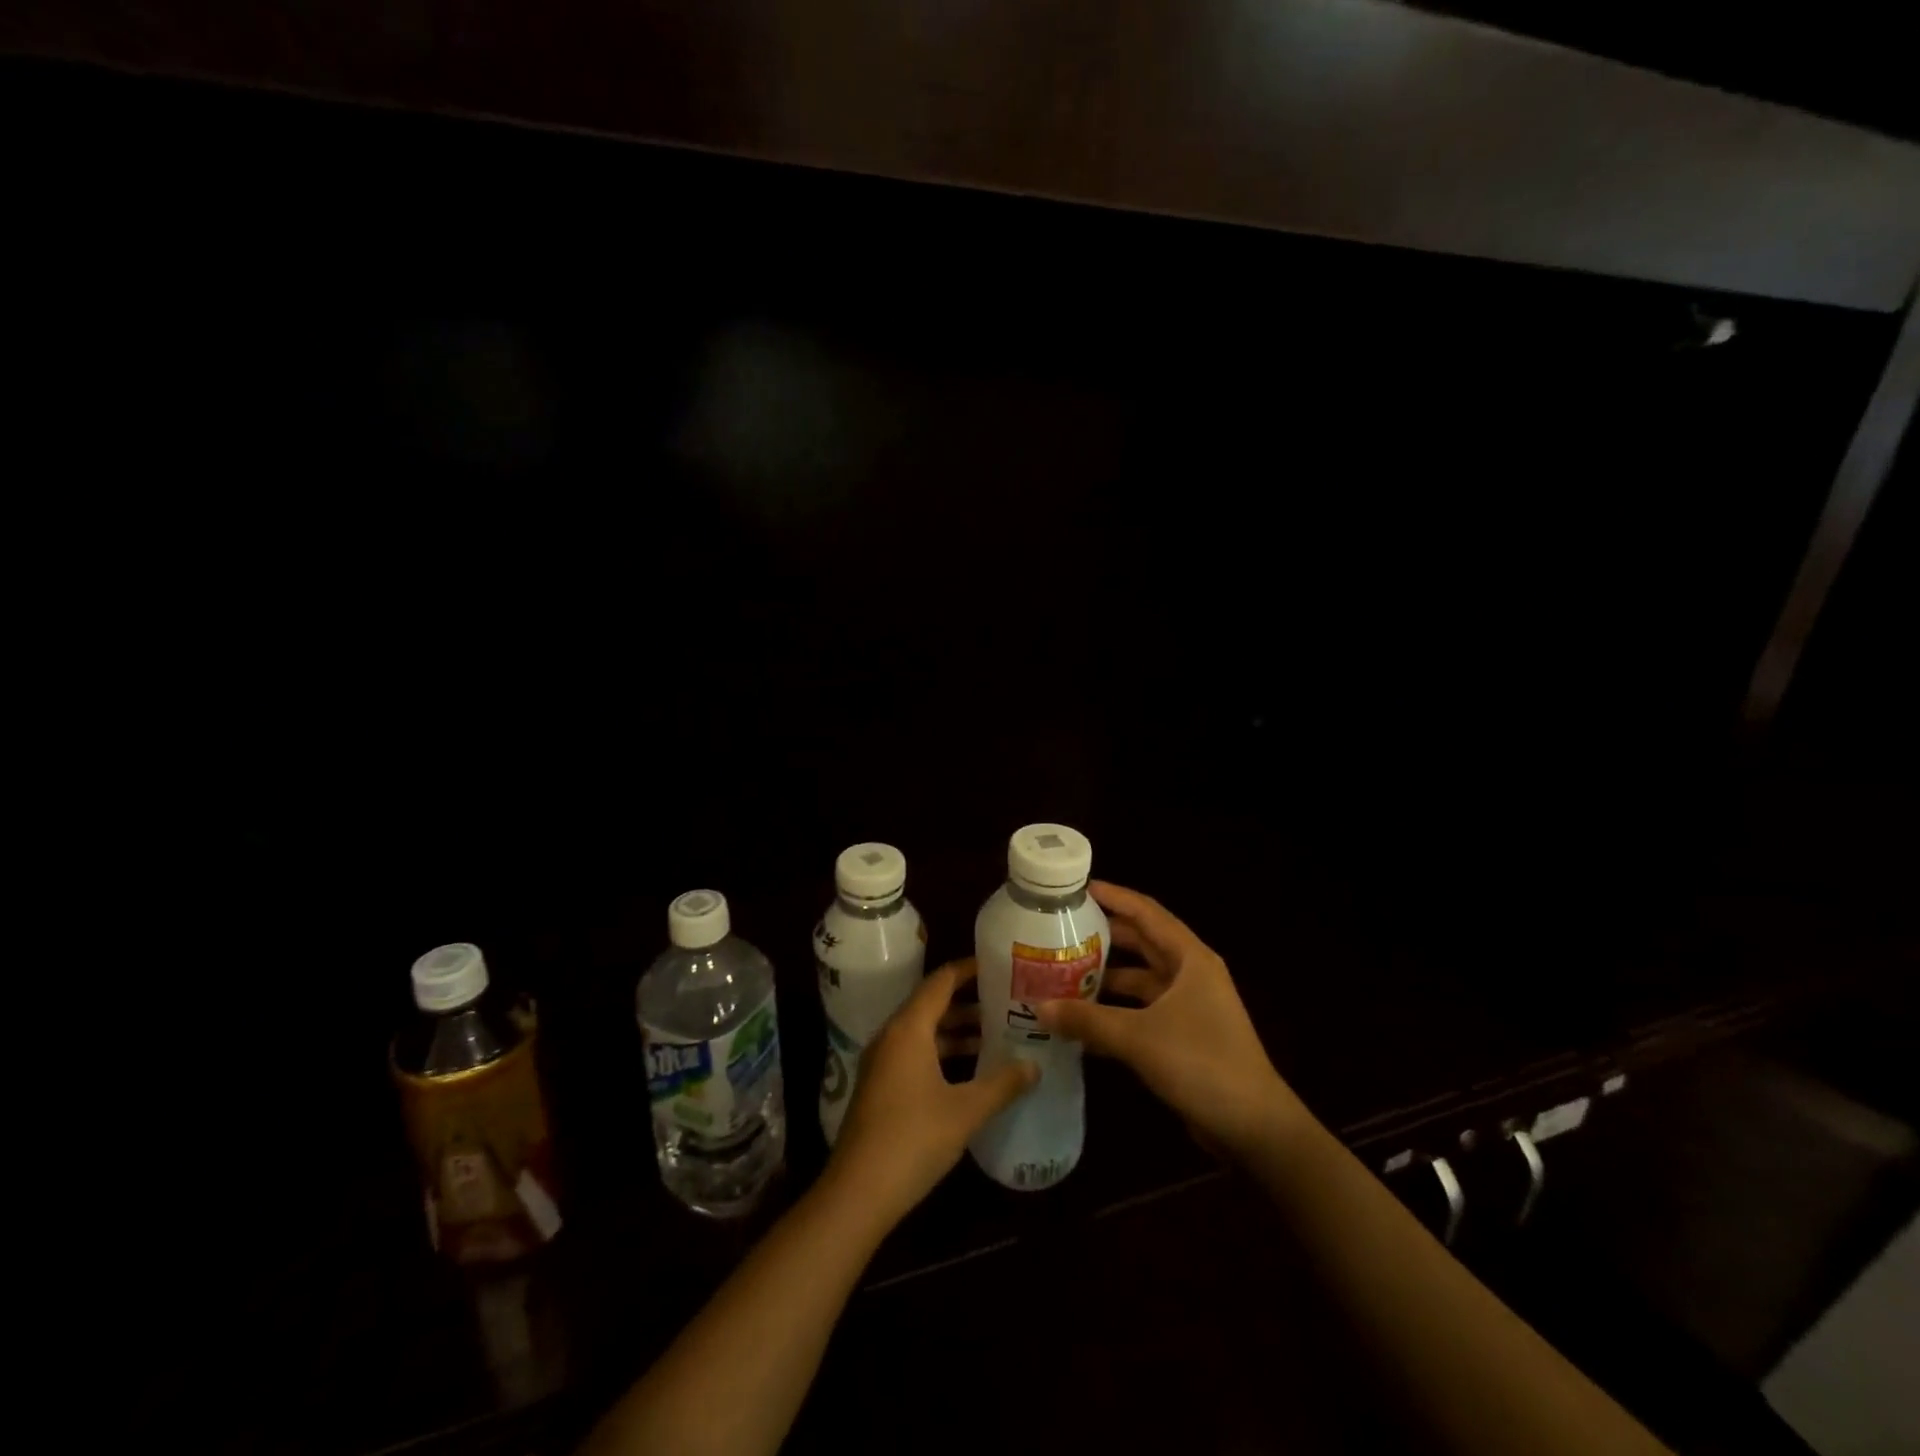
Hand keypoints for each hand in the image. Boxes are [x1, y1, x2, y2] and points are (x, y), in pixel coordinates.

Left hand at [827, 959, 1037, 1222]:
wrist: (858, 1192)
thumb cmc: (913, 1139)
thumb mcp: (965, 1111)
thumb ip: (1002, 1084)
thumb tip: (1035, 1066)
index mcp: (909, 1028)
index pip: (941, 981)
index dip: (969, 969)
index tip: (999, 964)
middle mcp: (892, 1035)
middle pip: (932, 1004)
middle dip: (969, 1002)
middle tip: (1007, 1000)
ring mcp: (883, 1062)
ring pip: (924, 1031)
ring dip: (957, 1030)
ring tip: (997, 1033)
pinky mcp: (880, 1086)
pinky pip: (915, 1052)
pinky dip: (942, 1052)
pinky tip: (970, 1070)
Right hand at [1035, 881, 1303, 1159]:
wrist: (1254, 1127)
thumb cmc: (1202, 1064)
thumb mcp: (1139, 1037)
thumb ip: (1088, 1020)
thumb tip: (1038, 1007)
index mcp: (1190, 958)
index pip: (1146, 912)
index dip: (1113, 896)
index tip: (1076, 889)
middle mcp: (1191, 974)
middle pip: (1141, 942)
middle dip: (1103, 935)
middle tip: (1061, 930)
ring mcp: (1189, 1005)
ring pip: (1140, 978)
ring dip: (1106, 976)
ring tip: (1062, 971)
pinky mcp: (1183, 1035)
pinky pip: (1142, 1010)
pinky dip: (1115, 1010)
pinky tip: (1081, 1019)